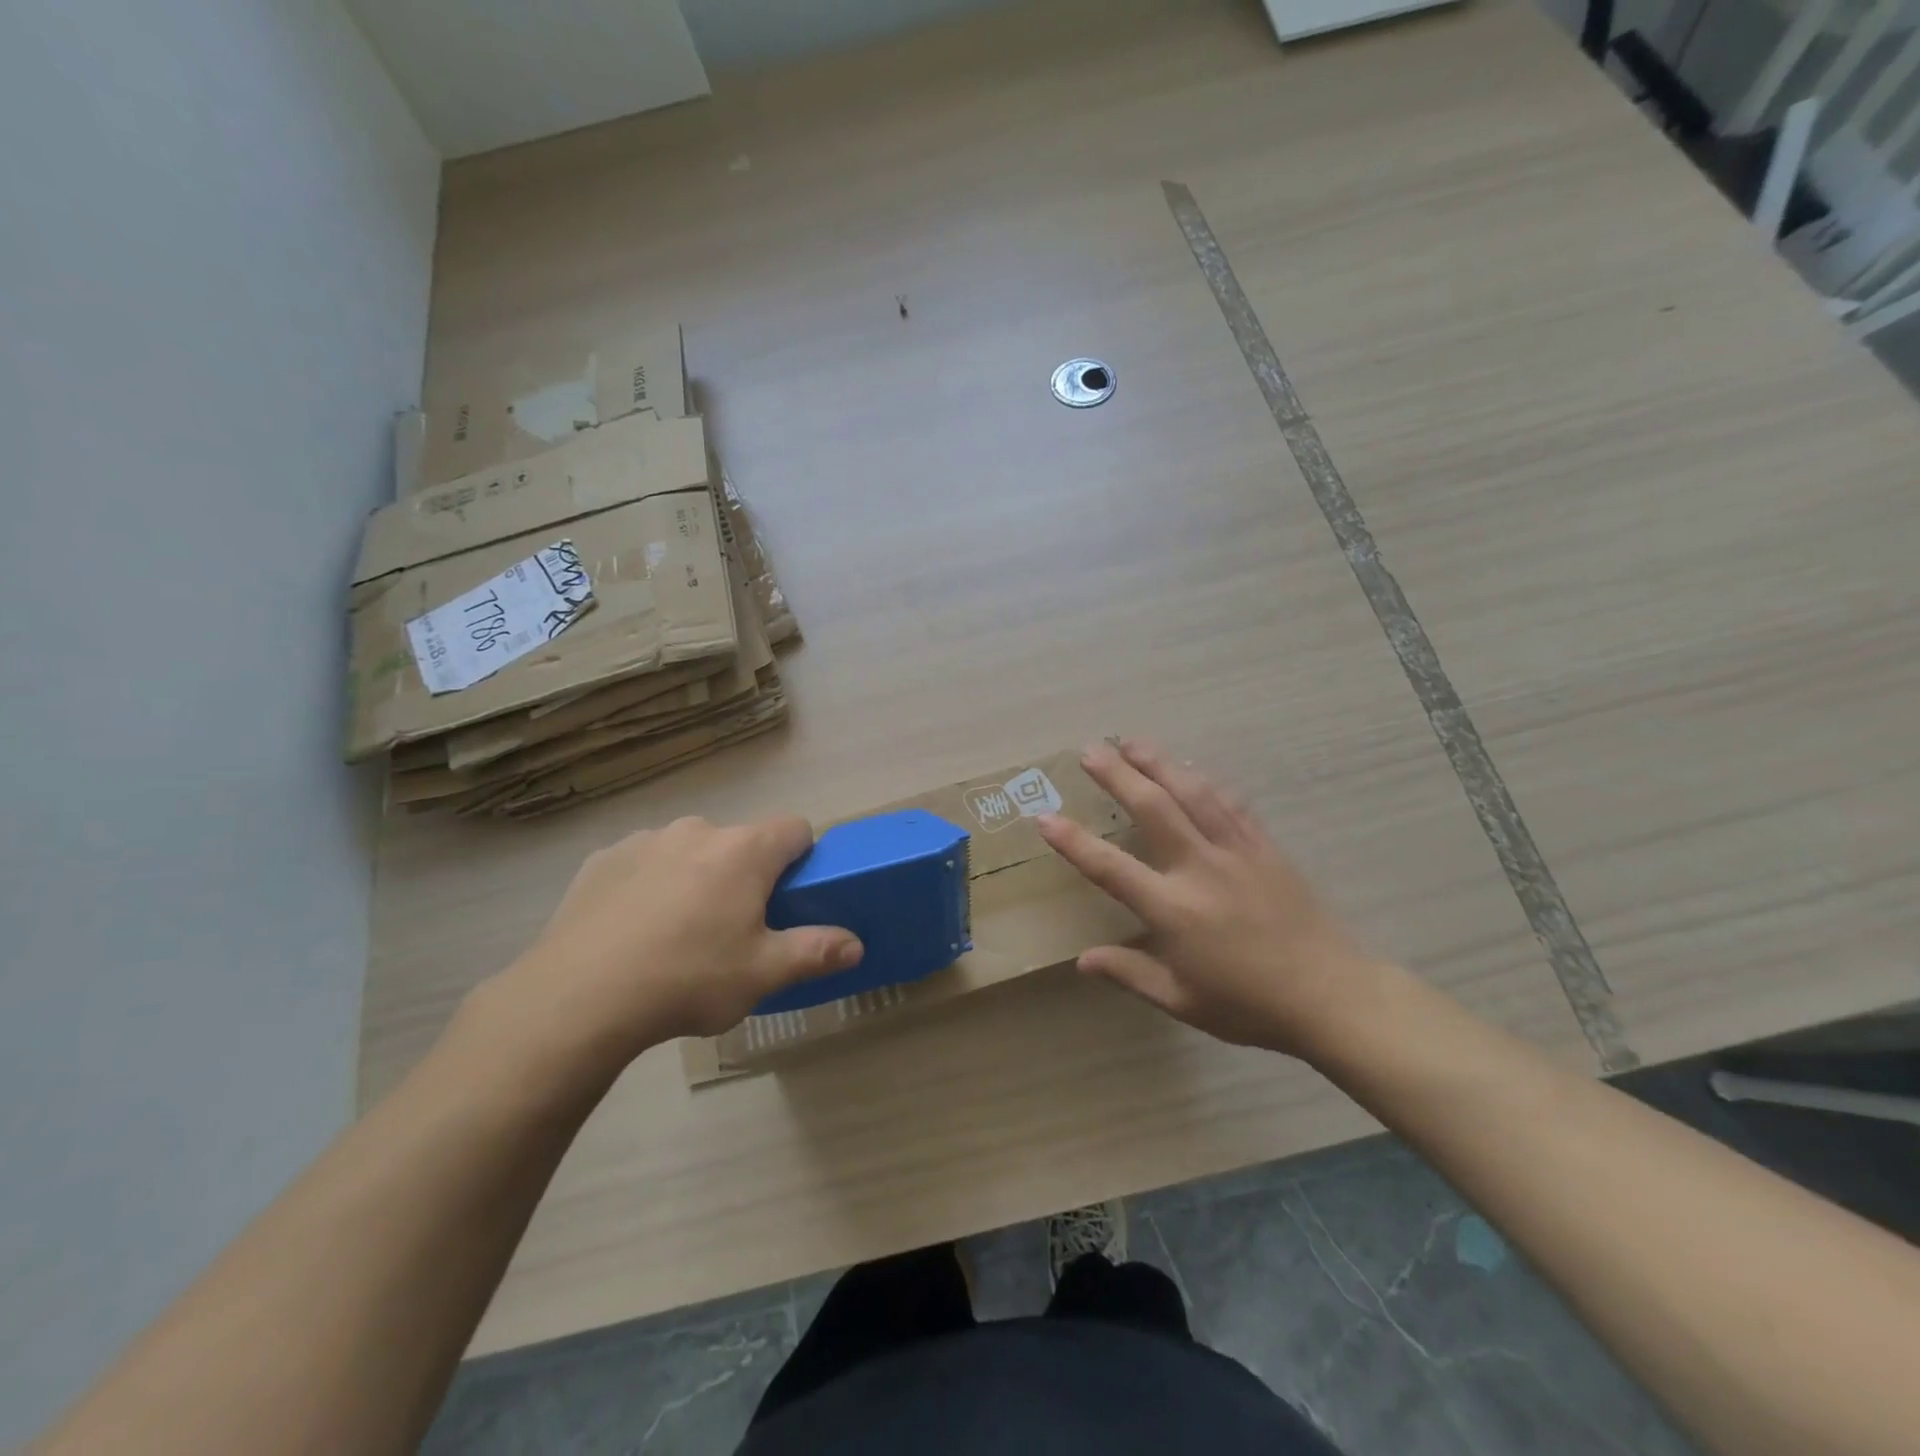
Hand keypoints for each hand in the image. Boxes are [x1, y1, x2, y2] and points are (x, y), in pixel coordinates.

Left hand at [477, 816, 862, 1076]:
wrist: (578, 998)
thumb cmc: (687, 979)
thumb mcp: (762, 974)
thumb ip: (815, 952)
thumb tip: (856, 945)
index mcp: (744, 851)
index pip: (794, 828)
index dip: (801, 857)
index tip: (790, 895)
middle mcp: (698, 830)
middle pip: (740, 842)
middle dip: (745, 874)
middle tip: (733, 927)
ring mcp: (646, 840)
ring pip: (690, 850)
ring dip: (696, 876)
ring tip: (677, 932)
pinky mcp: (602, 858)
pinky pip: (644, 862)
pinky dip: (649, 884)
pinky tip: (632, 929)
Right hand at [1037, 740, 1381, 1055]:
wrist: (1332, 995)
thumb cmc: (1249, 1004)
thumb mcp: (1182, 1001)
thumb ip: (1130, 974)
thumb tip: (1082, 960)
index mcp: (1174, 910)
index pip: (1111, 867)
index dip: (1074, 842)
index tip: (1045, 817)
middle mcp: (1201, 868)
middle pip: (1153, 808)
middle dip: (1118, 775)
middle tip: (1091, 750)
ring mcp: (1236, 851)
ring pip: (1191, 793)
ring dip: (1158, 763)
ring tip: (1132, 741)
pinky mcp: (1264, 846)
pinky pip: (1230, 802)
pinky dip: (1203, 779)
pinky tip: (1188, 767)